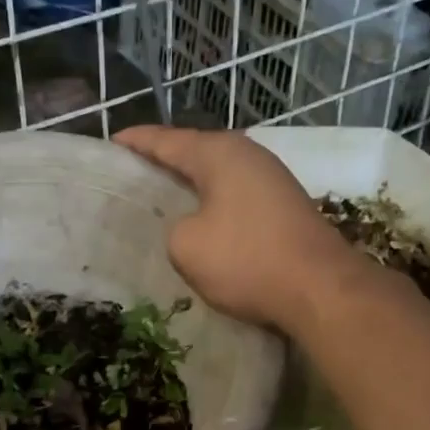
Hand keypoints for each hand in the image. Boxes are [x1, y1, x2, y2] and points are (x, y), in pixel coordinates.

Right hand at [115, 125, 368, 333]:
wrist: (319, 289)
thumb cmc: (246, 260)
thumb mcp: (186, 245)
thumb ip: (173, 226)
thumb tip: (189, 226)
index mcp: (219, 153)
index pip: (165, 140)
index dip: (135, 142)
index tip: (110, 141)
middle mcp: (248, 155)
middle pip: (194, 152)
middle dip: (163, 162)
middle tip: (130, 174)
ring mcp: (271, 180)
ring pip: (217, 176)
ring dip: (190, 185)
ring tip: (160, 198)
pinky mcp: (284, 207)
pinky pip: (234, 197)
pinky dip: (212, 204)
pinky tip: (200, 221)